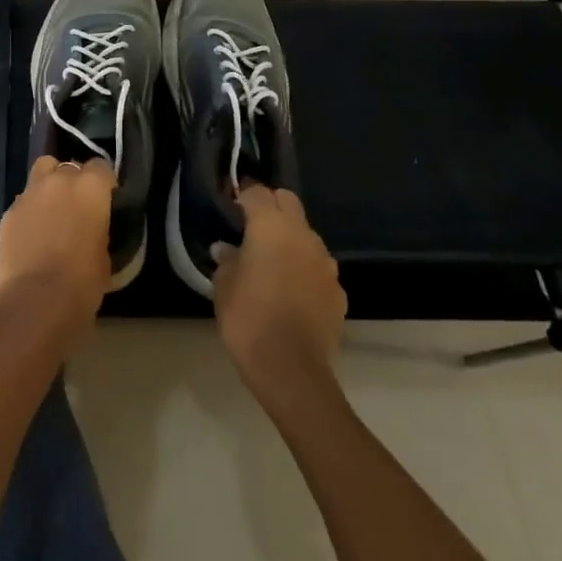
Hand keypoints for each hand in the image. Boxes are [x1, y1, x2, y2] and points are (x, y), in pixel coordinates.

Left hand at [0, 156, 113, 346]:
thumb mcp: (104, 257)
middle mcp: (58, 181)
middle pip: (68, 165)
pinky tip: (32, 235)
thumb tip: (91, 229)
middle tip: (78, 207)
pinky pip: (23, 202)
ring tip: (52, 214)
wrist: (34, 304)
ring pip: (41, 174)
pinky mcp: (7, 213)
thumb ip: (98, 230)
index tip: (106, 199)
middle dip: (73, 181)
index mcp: (89, 189)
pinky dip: (30, 211)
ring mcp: (28, 194)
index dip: (104, 182)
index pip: (101, 167)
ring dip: (49, 188)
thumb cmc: (81, 285)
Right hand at [212, 186, 346, 403]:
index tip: (230, 208)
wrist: (290, 368)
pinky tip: (291, 292)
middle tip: (251, 227)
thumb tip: (227, 248)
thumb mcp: (223, 284)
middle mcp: (303, 236)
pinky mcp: (338, 291)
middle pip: (288, 202)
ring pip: (307, 235)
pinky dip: (305, 269)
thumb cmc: (248, 316)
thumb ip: (227, 259)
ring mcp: (325, 264)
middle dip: (271, 206)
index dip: (242, 196)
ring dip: (291, 239)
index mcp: (271, 226)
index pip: (258, 192)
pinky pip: (318, 267)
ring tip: (272, 263)